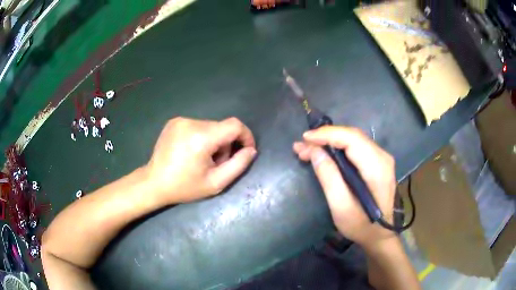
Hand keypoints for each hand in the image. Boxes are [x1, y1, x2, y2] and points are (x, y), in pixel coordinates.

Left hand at [146, 117, 256, 203]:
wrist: (153, 183)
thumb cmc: (184, 187)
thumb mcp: (216, 183)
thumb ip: (238, 165)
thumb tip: (251, 150)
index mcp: (201, 137)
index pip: (234, 125)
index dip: (246, 136)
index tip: (246, 151)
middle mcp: (191, 122)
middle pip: (222, 127)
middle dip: (226, 144)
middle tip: (217, 163)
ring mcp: (180, 120)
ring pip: (210, 126)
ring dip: (214, 141)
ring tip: (202, 159)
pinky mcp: (174, 121)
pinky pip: (198, 126)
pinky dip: (202, 137)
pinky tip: (191, 152)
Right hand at [293, 126, 396, 248]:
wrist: (380, 235)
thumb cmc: (361, 226)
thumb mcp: (341, 208)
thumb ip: (329, 178)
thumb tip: (314, 152)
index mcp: (377, 168)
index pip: (352, 139)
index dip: (327, 134)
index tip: (305, 139)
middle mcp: (383, 157)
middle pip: (352, 136)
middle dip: (325, 137)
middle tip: (301, 147)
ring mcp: (382, 158)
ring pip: (353, 139)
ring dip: (329, 141)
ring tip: (307, 150)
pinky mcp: (378, 162)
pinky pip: (356, 147)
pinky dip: (337, 147)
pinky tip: (323, 153)